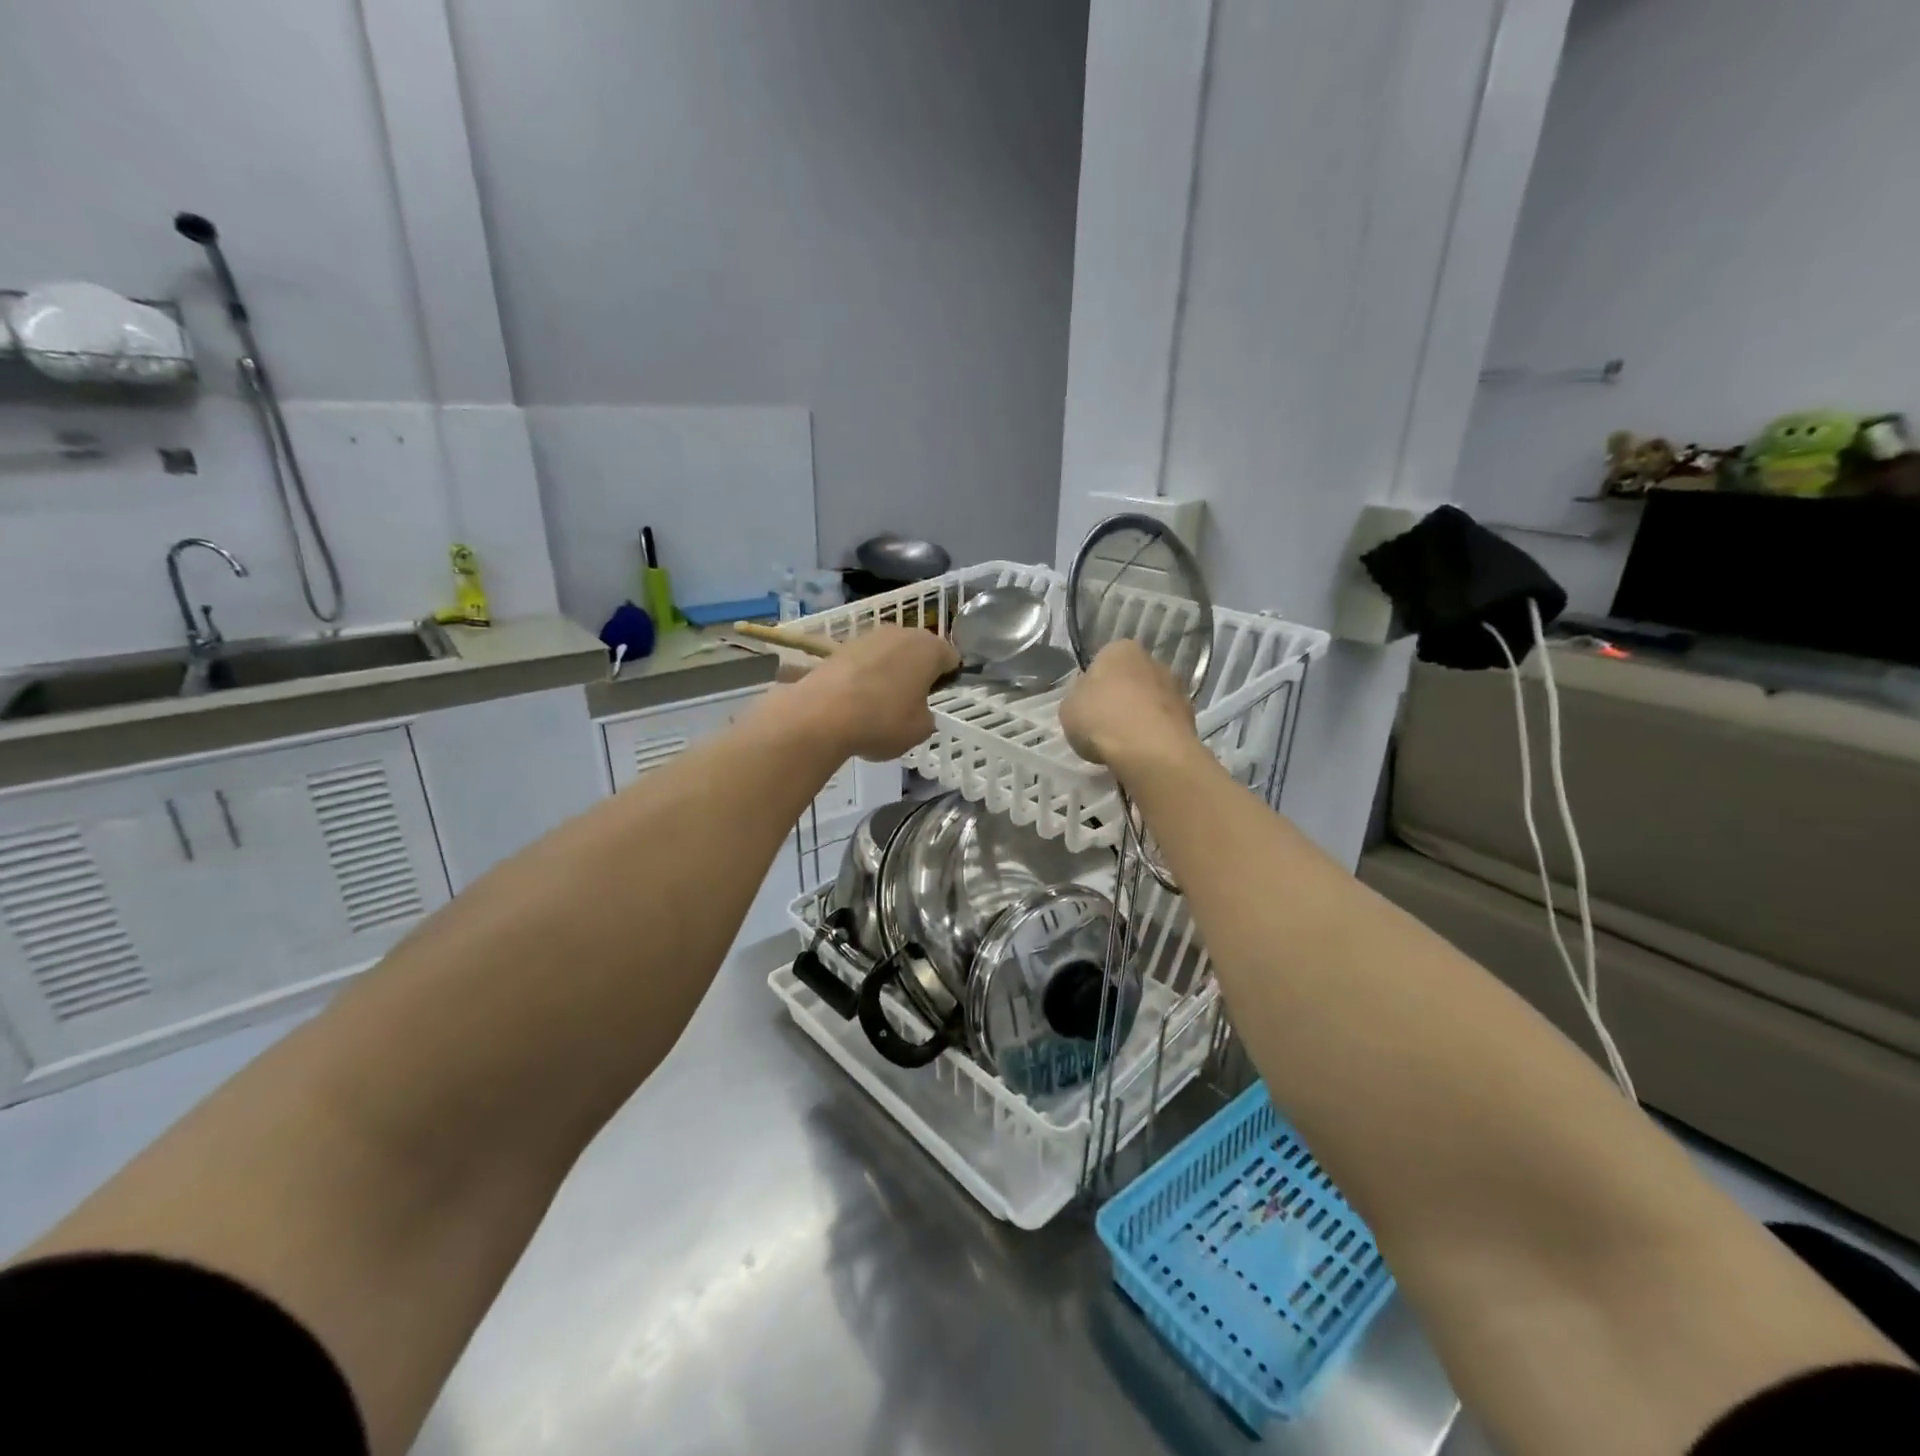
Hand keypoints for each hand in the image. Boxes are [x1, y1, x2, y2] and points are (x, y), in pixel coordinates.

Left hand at [790, 625, 958, 760]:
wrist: (821, 715)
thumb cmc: (882, 721)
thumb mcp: (920, 730)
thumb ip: (927, 717)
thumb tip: (918, 711)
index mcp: (930, 648)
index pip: (951, 659)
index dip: (948, 680)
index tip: (937, 700)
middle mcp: (901, 633)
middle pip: (919, 651)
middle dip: (918, 672)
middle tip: (911, 702)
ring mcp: (868, 636)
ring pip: (890, 654)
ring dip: (890, 672)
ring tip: (880, 704)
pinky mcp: (840, 646)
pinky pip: (865, 661)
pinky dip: (865, 676)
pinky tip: (856, 701)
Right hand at [1060, 641, 1199, 772]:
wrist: (1150, 750)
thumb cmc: (1101, 719)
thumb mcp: (1068, 707)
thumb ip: (1078, 696)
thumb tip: (1089, 697)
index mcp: (1120, 649)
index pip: (1103, 661)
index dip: (1093, 685)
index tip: (1087, 708)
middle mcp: (1153, 660)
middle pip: (1130, 679)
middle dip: (1121, 698)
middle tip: (1105, 725)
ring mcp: (1176, 688)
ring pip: (1150, 701)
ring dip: (1140, 716)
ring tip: (1124, 744)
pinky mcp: (1191, 716)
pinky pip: (1164, 723)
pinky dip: (1155, 734)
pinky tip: (1142, 752)